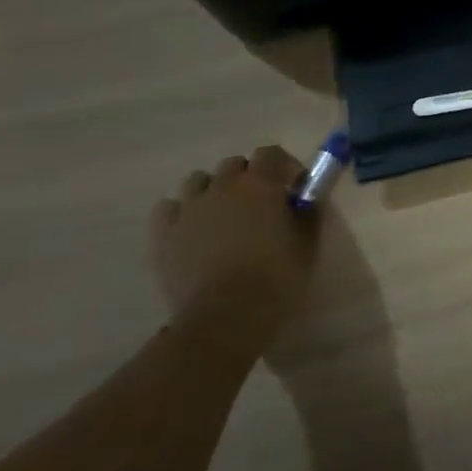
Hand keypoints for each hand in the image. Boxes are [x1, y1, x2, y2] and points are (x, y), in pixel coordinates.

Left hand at [148, 146, 316, 355]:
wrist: (225, 317)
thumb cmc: (276, 277)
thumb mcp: (307, 243)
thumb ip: (307, 212)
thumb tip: (305, 199)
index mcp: (260, 184)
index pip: (271, 153)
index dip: (284, 166)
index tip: (294, 187)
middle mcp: (222, 187)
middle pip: (234, 165)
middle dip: (249, 177)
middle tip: (260, 204)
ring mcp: (189, 209)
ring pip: (198, 181)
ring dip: (213, 190)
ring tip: (224, 216)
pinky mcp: (164, 235)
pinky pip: (168, 208)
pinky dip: (181, 212)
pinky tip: (192, 229)